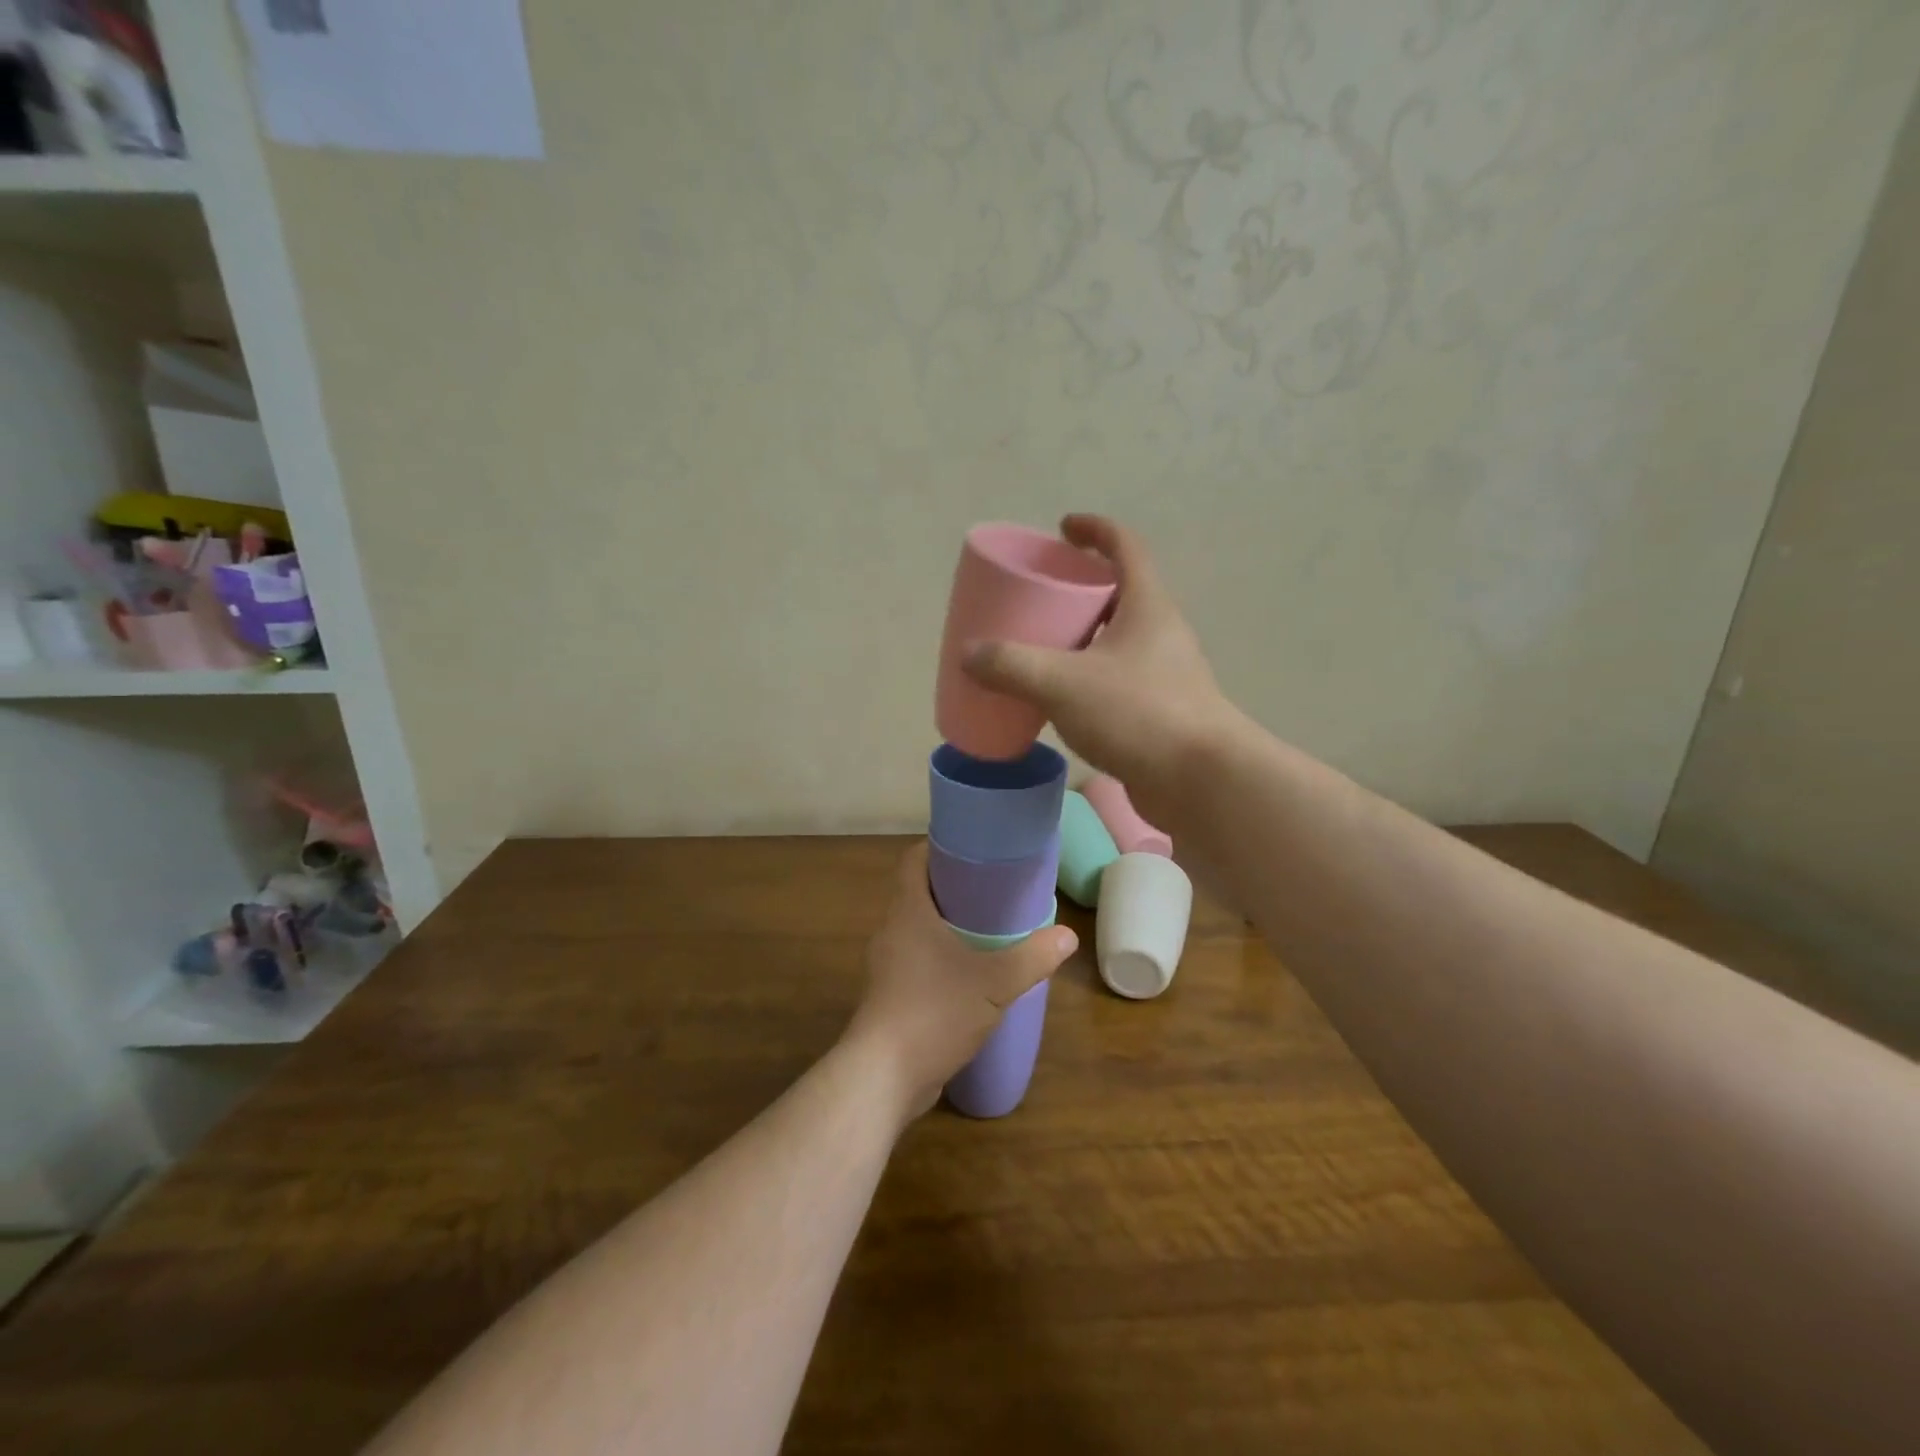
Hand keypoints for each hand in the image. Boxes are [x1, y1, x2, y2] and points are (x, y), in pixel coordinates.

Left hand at [845, 843, 1075, 1120]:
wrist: (883, 1077)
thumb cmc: (934, 1012)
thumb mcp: (994, 983)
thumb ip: (1032, 957)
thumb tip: (1068, 935)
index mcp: (908, 911)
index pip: (913, 860)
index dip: (938, 847)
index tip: (972, 849)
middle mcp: (891, 931)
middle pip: (918, 893)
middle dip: (952, 889)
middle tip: (993, 891)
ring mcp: (886, 966)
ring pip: (917, 931)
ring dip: (946, 927)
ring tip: (987, 932)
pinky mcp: (889, 997)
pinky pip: (916, 963)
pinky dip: (940, 960)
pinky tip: (969, 977)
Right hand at [962, 514, 1237, 829]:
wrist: (1201, 782)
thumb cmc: (1137, 713)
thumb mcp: (1063, 683)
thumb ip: (1012, 665)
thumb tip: (970, 654)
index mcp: (1147, 607)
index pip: (1126, 547)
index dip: (1095, 530)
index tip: (1064, 528)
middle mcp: (1161, 634)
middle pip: (1121, 594)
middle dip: (1082, 589)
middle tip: (1042, 597)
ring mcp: (1165, 675)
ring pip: (1119, 642)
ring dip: (1085, 638)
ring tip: (1043, 649)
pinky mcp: (1160, 713)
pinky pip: (1117, 682)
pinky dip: (1088, 680)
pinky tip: (1061, 701)